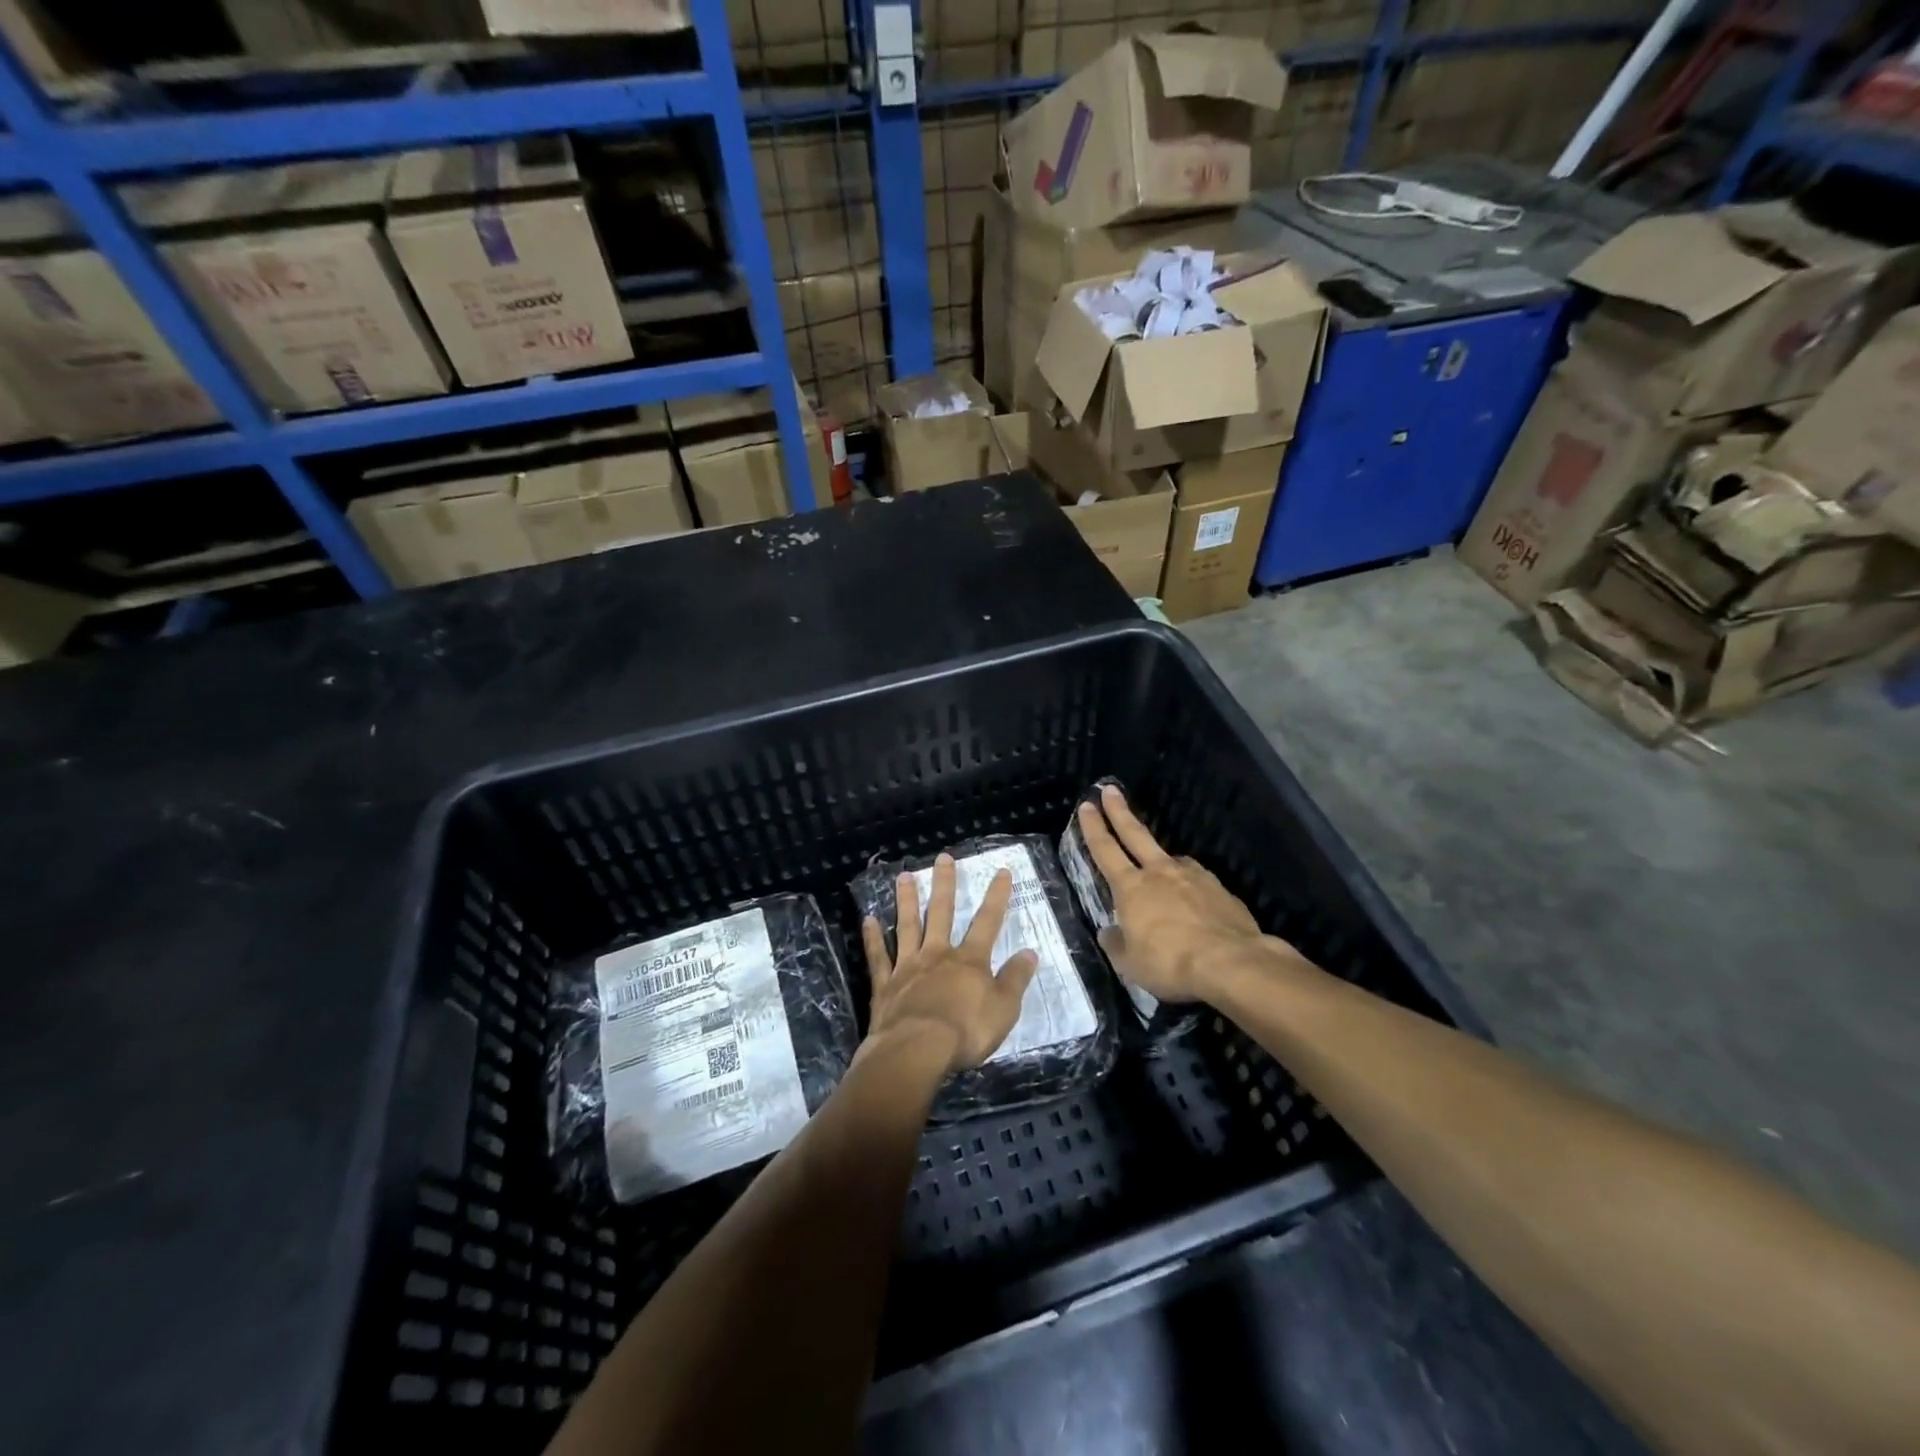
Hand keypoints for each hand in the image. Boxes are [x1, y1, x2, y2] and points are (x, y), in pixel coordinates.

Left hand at [861, 854, 1039, 1073]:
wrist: (916, 1050)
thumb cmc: (965, 1032)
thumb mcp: (1004, 1009)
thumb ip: (1015, 980)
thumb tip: (1030, 952)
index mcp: (969, 960)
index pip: (988, 922)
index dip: (996, 896)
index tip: (1001, 871)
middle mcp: (937, 954)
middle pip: (941, 913)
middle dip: (944, 884)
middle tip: (942, 857)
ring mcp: (907, 966)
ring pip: (907, 926)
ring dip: (906, 900)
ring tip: (903, 876)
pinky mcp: (885, 985)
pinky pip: (878, 956)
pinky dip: (873, 938)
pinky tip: (868, 919)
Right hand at [1077, 784, 1277, 1002]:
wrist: (1231, 963)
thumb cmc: (1170, 963)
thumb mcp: (1130, 964)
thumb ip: (1117, 944)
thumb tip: (1110, 932)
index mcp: (1131, 888)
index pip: (1105, 850)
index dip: (1093, 827)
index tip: (1087, 805)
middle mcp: (1160, 873)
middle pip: (1135, 834)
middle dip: (1119, 811)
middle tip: (1110, 789)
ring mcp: (1194, 877)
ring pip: (1171, 860)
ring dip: (1161, 861)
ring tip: (1161, 877)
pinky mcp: (1220, 889)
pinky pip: (1197, 882)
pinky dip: (1190, 887)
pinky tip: (1194, 902)